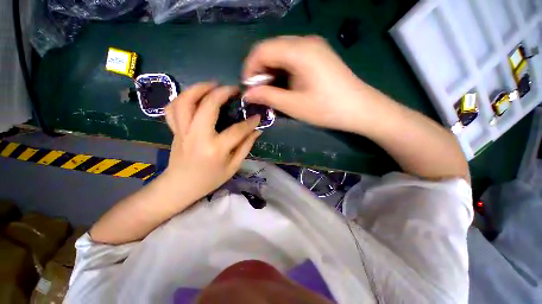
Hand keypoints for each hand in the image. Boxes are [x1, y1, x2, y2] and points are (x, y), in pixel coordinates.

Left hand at [164, 83, 261, 202]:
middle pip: (208, 106)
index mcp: (215, 149)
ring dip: (198, 88)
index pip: (237, 130)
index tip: (257, 116)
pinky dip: (182, 98)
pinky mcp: (174, 130)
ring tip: (212, 85)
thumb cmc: (210, 179)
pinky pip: (172, 109)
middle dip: (222, 93)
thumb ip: (246, 147)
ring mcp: (182, 132)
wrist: (180, 186)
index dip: (250, 122)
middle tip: (233, 89)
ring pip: (185, 102)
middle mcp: (197, 137)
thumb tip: (257, 131)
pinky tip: (194, 96)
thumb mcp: (233, 167)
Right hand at [243, 36, 371, 132]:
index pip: (262, 49)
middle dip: (260, 71)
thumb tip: (247, 94)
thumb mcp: (294, 105)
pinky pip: (292, 58)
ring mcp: (314, 47)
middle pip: (271, 49)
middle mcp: (306, 41)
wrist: (360, 109)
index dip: (250, 68)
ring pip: (281, 54)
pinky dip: (283, 71)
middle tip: (259, 92)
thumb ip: (268, 96)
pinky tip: (284, 86)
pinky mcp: (318, 56)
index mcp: (300, 51)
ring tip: (270, 92)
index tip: (248, 88)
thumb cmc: (327, 109)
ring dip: (271, 72)